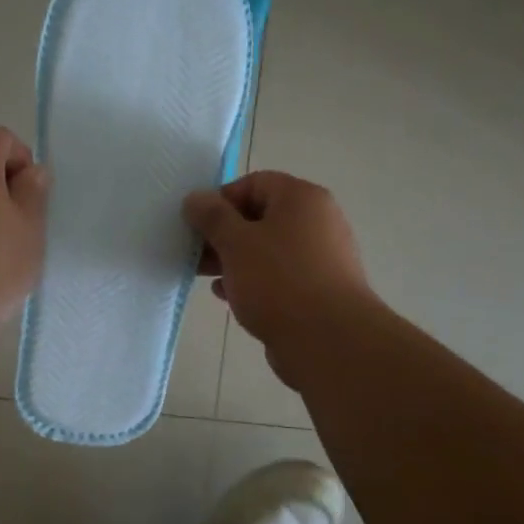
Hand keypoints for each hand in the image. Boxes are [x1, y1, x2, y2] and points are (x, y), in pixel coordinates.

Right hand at [183, 171, 373, 379]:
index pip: (254, 183)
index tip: (197, 224)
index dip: (221, 199)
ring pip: (267, 249)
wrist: (328, 341)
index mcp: (302, 199)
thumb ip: (212, 217)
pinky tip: (228, 296)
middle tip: (195, 252)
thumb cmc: (279, 281)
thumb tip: (195, 198)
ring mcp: (321, 257)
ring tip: (205, 276)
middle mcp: (317, 221)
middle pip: (260, 217)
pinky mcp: (318, 290)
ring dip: (234, 260)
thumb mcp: (236, 243)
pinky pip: (279, 276)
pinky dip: (252, 281)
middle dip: (223, 234)